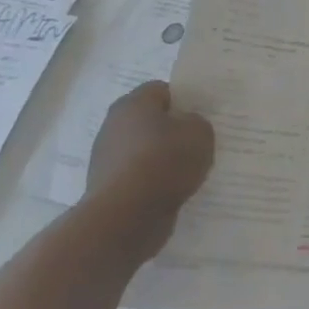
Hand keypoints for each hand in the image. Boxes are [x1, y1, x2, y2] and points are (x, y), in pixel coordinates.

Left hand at [84, 82, 214, 263]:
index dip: (185, 100)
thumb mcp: (200, 133)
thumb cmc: (164, 163)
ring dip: (164, 159)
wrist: (125, 218)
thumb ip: (197, 123)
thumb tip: (186, 127)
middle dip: (173, 131)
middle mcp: (114, 126)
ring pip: (146, 151)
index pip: (163, 90)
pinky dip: (154, 183)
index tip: (202, 116)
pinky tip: (173, 192)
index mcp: (133, 104)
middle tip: (199, 143)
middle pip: (151, 121)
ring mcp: (106, 159)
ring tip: (189, 172)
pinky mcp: (107, 189)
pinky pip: (139, 178)